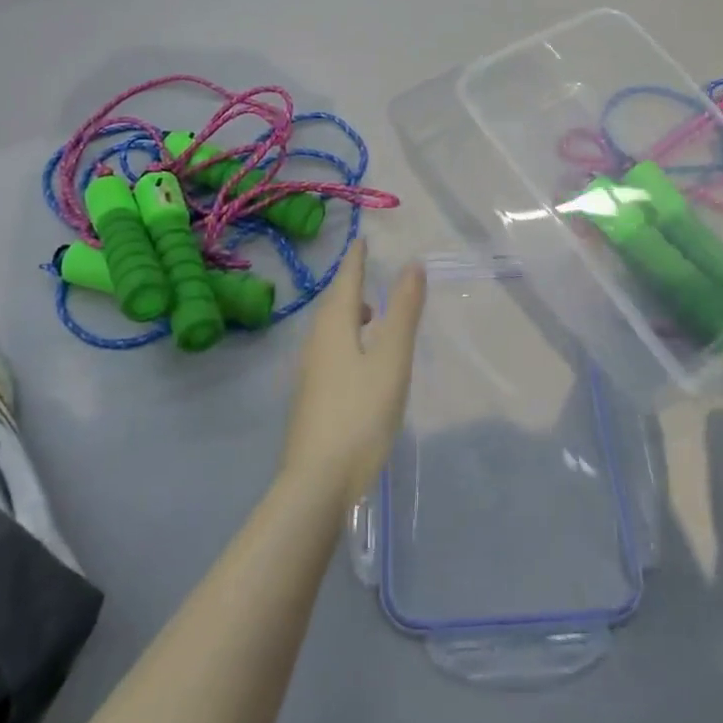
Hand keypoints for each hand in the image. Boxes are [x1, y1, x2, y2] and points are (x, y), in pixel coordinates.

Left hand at [279, 241, 424, 510]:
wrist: (317, 482)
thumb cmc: (360, 414)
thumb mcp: (391, 360)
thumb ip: (403, 312)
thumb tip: (413, 265)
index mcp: (334, 326)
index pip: (346, 280)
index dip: (357, 259)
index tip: (362, 240)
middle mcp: (315, 342)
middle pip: (334, 304)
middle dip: (352, 285)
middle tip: (368, 273)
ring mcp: (309, 372)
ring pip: (330, 329)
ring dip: (349, 315)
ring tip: (371, 317)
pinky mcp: (310, 397)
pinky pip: (329, 351)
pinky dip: (346, 339)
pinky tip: (360, 361)